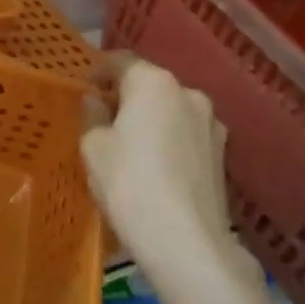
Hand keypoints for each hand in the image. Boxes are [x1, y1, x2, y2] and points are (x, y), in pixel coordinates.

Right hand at [82, 54, 258, 285]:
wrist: (187, 242)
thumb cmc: (129, 183)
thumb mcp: (93, 146)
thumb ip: (92, 115)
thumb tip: (96, 101)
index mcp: (153, 82)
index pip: (120, 61)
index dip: (97, 71)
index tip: (82, 88)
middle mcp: (187, 92)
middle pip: (148, 84)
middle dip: (125, 96)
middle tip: (101, 119)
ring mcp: (211, 124)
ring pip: (170, 110)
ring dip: (149, 119)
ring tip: (128, 146)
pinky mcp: (222, 154)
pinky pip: (184, 135)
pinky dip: (167, 140)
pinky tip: (153, 166)